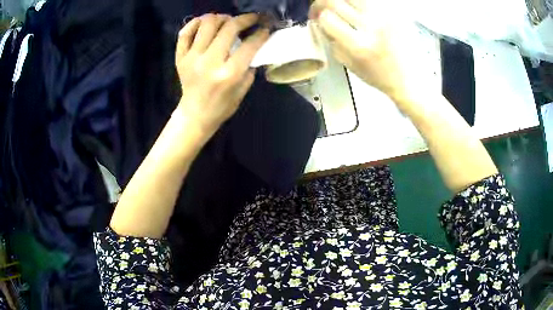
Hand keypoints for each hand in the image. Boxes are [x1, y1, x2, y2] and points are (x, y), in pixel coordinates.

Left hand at [175, 13, 268, 137]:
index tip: (266, 27)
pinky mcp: (180, 57)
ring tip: (228, 21)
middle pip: (229, 27)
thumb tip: (254, 43)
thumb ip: (249, 65)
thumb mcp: (243, 89)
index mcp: (229, 74)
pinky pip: (185, 32)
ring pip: (207, 23)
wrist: (195, 115)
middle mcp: (209, 62)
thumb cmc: (222, 105)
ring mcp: (192, 58)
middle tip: (251, 18)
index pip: (250, 44)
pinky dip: (196, 23)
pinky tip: (205, 22)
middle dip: (246, 18)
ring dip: (221, 17)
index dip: (261, 32)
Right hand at [309, 0, 409, 101]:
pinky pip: (372, 1)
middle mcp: (373, 27)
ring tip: (341, 6)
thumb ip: (332, 42)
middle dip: (323, 2)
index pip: (327, 17)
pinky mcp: (396, 13)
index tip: (316, 16)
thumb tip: (320, 21)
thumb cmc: (380, 77)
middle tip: (323, 7)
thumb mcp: (350, 65)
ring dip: (342, 0)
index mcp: (360, 46)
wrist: (411, 79)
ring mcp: (386, 17)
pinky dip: (360, 4)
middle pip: (336, 1)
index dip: (316, 13)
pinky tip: (358, 9)